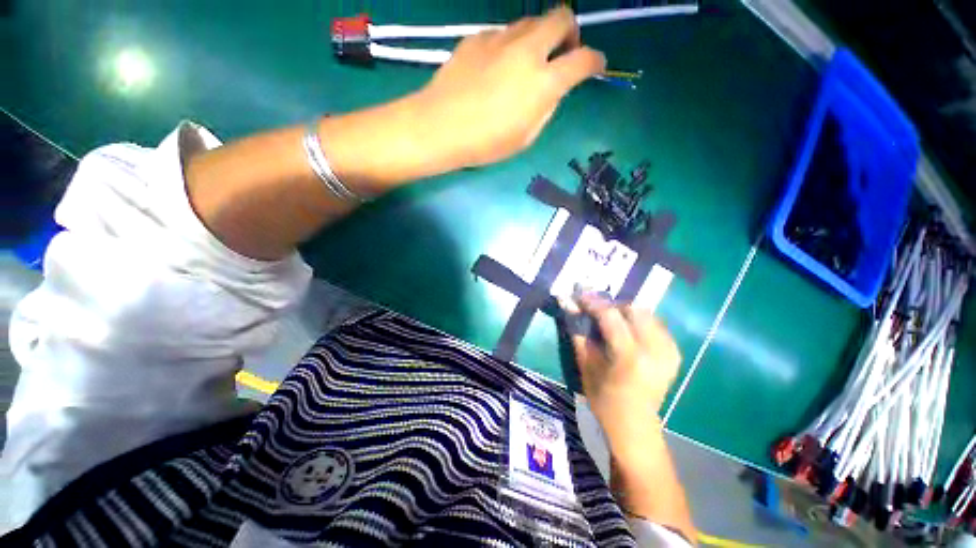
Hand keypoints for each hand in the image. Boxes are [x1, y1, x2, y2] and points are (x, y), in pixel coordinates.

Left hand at [415, 7, 604, 166]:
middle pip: (562, 16)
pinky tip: (496, 67)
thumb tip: (551, 90)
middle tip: (562, 54)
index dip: (596, 61)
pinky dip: (509, 45)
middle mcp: (527, 50)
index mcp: (544, 81)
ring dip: (539, 37)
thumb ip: (545, 108)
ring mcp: (500, 38)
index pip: (584, 59)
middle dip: (570, 32)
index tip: (596, 66)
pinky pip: (503, 33)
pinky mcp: (477, 36)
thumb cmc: (486, 143)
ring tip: (526, 63)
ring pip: (531, 20)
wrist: (441, 126)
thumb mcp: (525, 137)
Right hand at [569, 295, 680, 447]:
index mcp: (629, 356)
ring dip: (626, 312)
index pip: (611, 316)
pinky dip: (640, 321)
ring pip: (647, 313)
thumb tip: (571, 308)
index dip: (594, 303)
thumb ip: (579, 334)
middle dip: (612, 305)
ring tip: (612, 320)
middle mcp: (654, 350)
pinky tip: (629, 330)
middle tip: (597, 310)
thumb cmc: (603, 398)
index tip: (581, 297)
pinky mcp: (674, 353)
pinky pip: (656, 324)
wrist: (634, 424)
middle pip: (633, 309)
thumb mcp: (585, 366)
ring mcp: (668, 351)